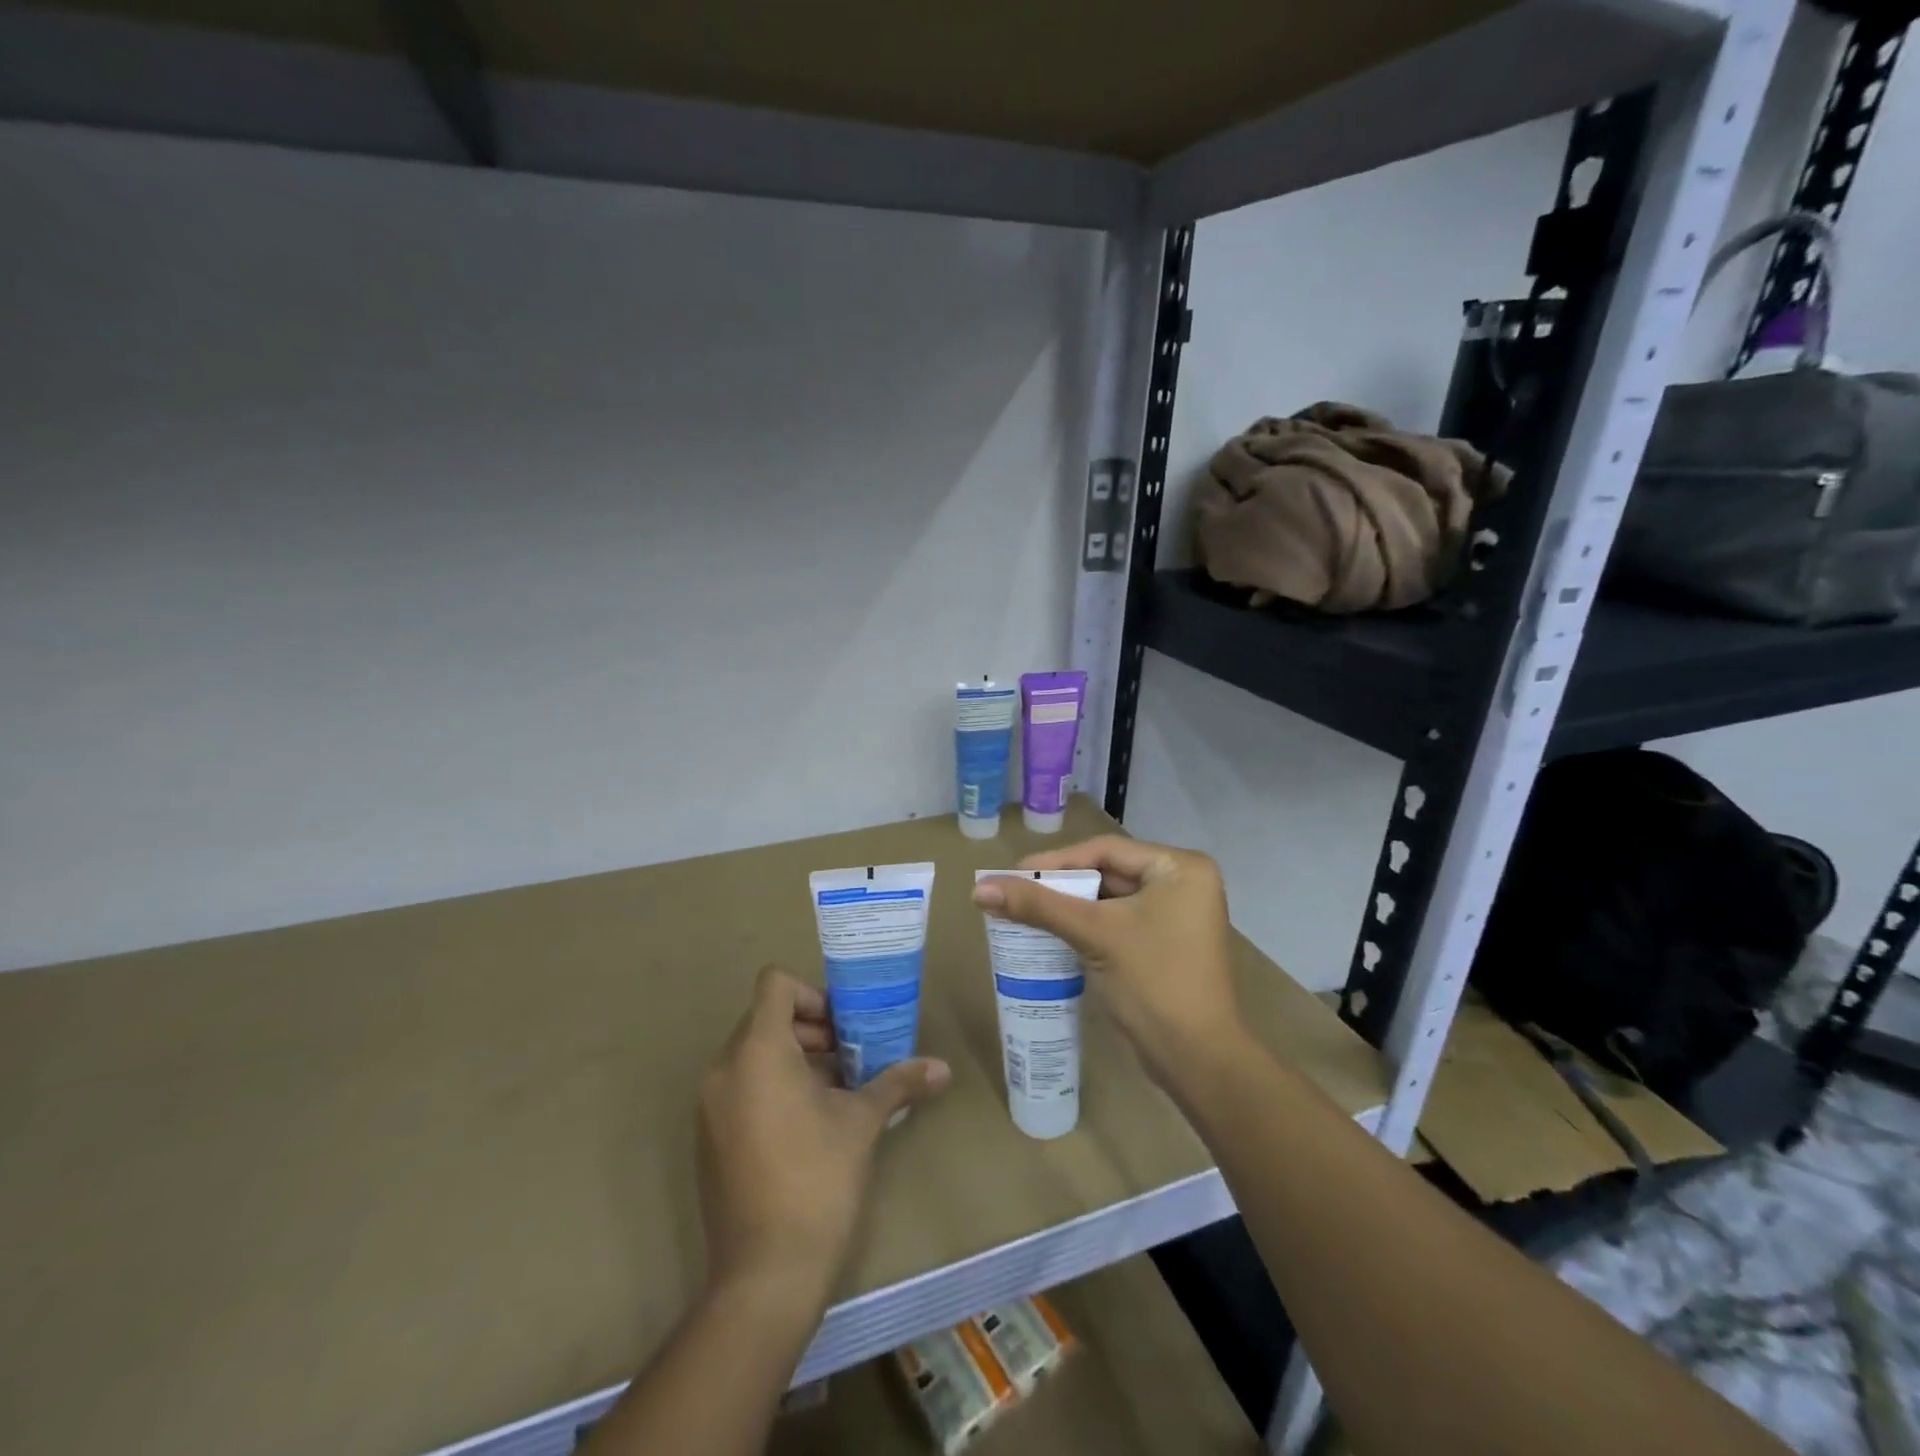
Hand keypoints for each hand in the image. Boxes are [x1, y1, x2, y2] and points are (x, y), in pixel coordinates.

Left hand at [696, 965, 950, 1306]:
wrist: (764, 1276)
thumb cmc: (817, 1181)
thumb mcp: (862, 1123)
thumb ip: (899, 1083)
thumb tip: (943, 1068)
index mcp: (758, 1052)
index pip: (774, 984)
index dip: (812, 994)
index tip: (843, 1028)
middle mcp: (725, 1069)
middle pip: (766, 1018)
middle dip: (812, 1029)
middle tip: (850, 1057)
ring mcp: (711, 1106)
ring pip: (754, 1054)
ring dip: (796, 1059)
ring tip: (837, 1090)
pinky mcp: (709, 1137)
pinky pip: (741, 1087)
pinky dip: (773, 1087)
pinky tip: (810, 1125)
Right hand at [971, 836, 1243, 1084]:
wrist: (1197, 1060)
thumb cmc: (1153, 982)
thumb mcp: (1094, 934)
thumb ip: (1039, 906)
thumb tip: (980, 888)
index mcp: (1179, 867)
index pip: (1105, 851)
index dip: (1056, 860)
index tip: (1013, 874)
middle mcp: (1183, 883)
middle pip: (1108, 872)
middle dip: (1061, 885)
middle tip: (1015, 892)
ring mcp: (1177, 916)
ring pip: (1110, 899)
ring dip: (1070, 906)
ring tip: (1024, 911)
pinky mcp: (1166, 944)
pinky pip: (1118, 922)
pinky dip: (1086, 926)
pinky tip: (1051, 934)